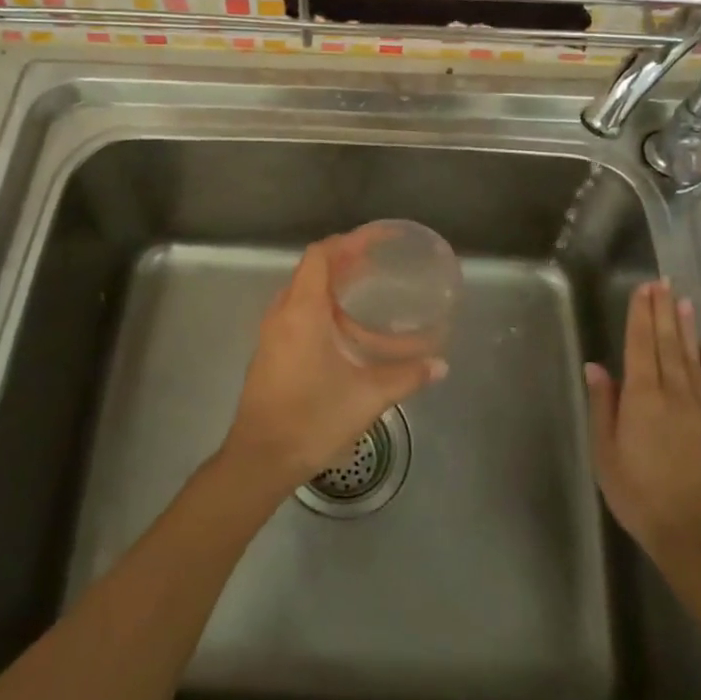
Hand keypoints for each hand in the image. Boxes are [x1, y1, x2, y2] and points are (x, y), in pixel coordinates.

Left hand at [220, 239, 446, 492]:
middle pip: (311, 268)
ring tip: (365, 289)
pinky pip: (295, 310)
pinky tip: (343, 326)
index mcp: (302, 311)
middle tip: (379, 263)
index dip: (348, 241)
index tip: (378, 240)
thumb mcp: (366, 398)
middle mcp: (282, 313)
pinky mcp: (270, 350)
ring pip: (301, 290)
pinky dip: (320, 303)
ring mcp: (272, 332)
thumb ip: (405, 377)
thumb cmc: (311, 420)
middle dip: (344, 259)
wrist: (259, 459)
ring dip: (331, 282)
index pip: (320, 255)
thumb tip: (441, 366)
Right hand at [584, 278, 700, 566]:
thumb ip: (603, 406)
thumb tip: (596, 367)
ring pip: (692, 358)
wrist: (696, 535)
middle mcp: (674, 394)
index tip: (643, 289)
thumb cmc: (639, 494)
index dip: (641, 315)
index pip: (640, 345)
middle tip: (662, 283)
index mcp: (642, 397)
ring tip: (683, 301)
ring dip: (686, 328)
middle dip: (663, 311)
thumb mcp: (605, 452)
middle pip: (668, 344)